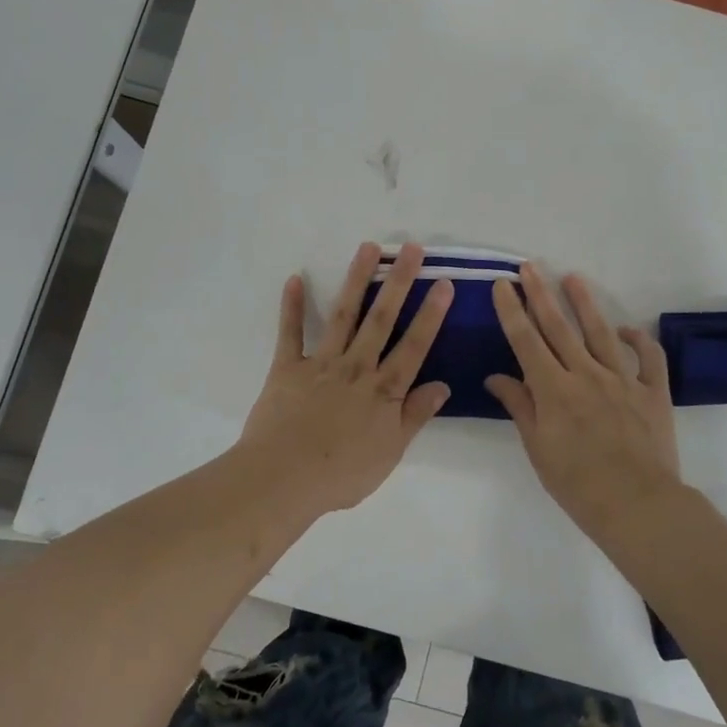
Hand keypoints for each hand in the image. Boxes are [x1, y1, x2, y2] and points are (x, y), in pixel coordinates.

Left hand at [237, 242, 452, 513]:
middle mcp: (356, 367)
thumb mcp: (390, 452)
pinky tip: (295, 278)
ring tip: (369, 248)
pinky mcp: (287, 367)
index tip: (444, 283)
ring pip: (343, 315)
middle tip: (411, 248)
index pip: (414, 345)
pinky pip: (290, 332)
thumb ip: (415, 415)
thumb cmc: (341, 473)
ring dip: (357, 280)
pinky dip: (291, 306)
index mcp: (383, 389)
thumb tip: (443, 385)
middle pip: (381, 319)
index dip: (431, 314)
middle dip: (399, 282)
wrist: (283, 478)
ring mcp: (321, 363)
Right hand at [485, 265, 682, 535]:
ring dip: (585, 303)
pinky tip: (628, 329)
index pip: (527, 341)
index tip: (504, 284)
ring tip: (573, 277)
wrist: (638, 505)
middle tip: (530, 266)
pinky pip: (649, 358)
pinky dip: (640, 340)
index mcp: (554, 389)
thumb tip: (497, 377)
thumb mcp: (538, 448)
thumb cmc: (577, 484)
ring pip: (602, 332)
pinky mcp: (653, 392)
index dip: (512, 310)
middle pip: (559, 327)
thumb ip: (520, 406)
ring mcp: (623, 380)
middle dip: (541, 294)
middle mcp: (586, 374)